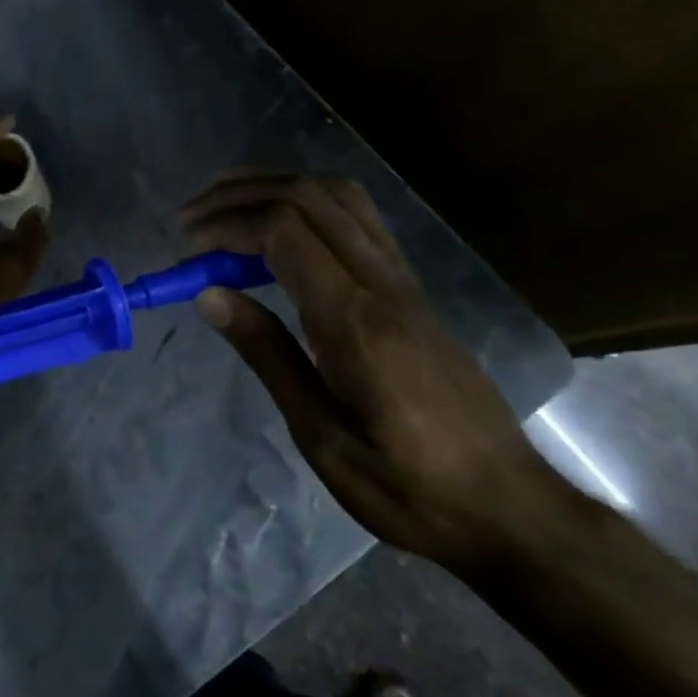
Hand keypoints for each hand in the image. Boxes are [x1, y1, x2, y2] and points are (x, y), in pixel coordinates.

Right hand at [180, 174, 562, 573]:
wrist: (510, 508)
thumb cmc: (408, 487)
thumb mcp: (322, 436)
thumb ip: (267, 355)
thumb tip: (209, 296)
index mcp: (355, 321)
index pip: (285, 231)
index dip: (227, 226)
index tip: (187, 251)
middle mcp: (382, 284)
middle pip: (308, 196)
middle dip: (241, 195)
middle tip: (192, 220)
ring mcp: (404, 281)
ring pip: (338, 195)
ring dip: (275, 188)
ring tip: (227, 209)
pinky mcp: (412, 289)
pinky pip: (357, 218)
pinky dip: (307, 204)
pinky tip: (280, 232)